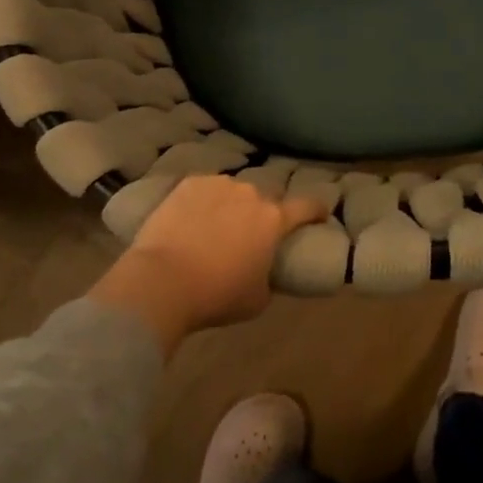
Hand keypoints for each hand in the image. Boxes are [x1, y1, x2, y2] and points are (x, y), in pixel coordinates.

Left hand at [87, 176, 325, 353]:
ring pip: (232, 192)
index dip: (316, 210)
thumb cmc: (216, 295)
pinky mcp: (188, 184)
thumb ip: (268, 277)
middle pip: (264, 200)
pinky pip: (204, 190)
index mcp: (273, 219)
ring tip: (214, 228)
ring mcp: (217, 184)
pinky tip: (190, 221)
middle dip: (261, 214)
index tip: (320, 212)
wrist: (162, 280)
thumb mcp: (257, 298)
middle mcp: (250, 193)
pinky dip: (202, 203)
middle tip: (248, 235)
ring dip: (230, 206)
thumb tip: (264, 271)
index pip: (306, 206)